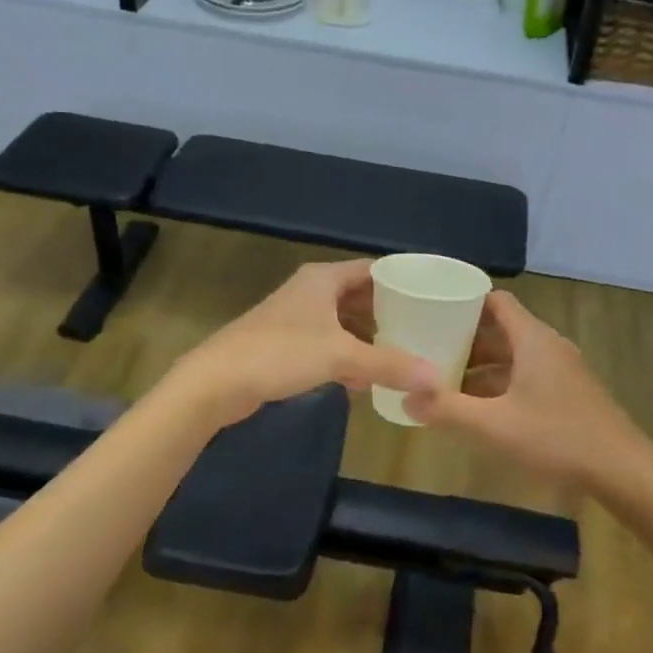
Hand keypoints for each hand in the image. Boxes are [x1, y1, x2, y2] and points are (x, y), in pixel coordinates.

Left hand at [169, 260, 438, 426]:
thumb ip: (389, 365)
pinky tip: (364, 380)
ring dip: (368, 338)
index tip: (432, 296)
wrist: (216, 382)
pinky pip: (328, 344)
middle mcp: (311, 291)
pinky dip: (347, 356)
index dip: (403, 281)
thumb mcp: (341, 356)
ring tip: (401, 354)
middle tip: (423, 329)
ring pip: (343, 322)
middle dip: (389, 313)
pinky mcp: (285, 344)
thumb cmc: (280, 354)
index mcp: (324, 279)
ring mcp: (296, 318)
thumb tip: (436, 379)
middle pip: (360, 296)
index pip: (374, 270)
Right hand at [404, 291, 645, 489]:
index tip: (433, 311)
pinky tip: (481, 409)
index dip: (464, 302)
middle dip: (466, 338)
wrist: (621, 469)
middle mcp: (548, 346)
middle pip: (502, 329)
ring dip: (483, 365)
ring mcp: (562, 370)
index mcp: (533, 339)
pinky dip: (502, 383)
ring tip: (447, 380)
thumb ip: (448, 410)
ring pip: (514, 356)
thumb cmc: (556, 437)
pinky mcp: (569, 393)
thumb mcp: (494, 426)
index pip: (496, 301)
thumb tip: (405, 398)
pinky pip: (527, 375)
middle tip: (429, 349)